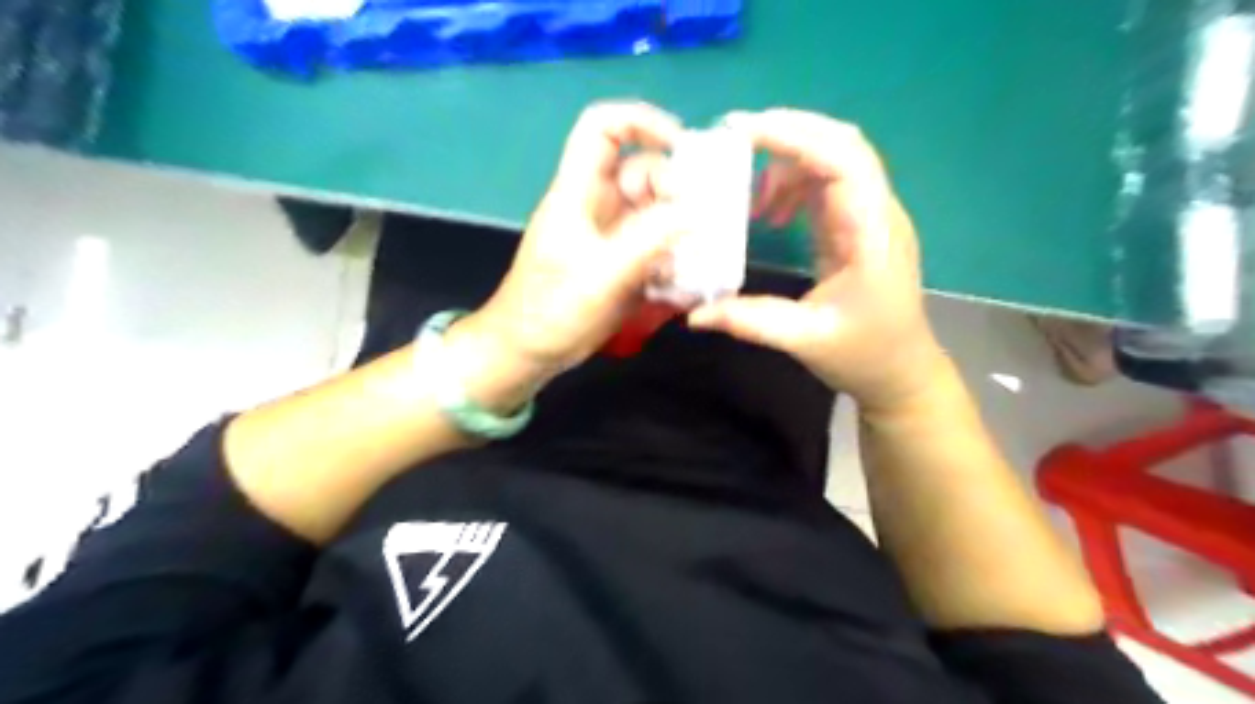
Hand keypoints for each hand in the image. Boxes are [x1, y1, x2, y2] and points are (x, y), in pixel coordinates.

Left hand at [462, 99, 683, 395]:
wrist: (528, 351)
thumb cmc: (552, 309)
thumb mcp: (602, 274)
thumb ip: (648, 240)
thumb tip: (695, 213)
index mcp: (579, 192)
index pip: (603, 128)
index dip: (642, 122)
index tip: (682, 145)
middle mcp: (597, 205)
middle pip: (644, 173)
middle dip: (677, 191)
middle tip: (706, 221)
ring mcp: (609, 235)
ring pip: (654, 212)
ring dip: (681, 228)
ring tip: (705, 254)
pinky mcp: (618, 262)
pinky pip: (654, 245)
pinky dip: (674, 256)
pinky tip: (689, 278)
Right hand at [690, 110, 945, 411]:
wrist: (901, 372)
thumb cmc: (865, 356)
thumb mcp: (805, 341)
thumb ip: (750, 321)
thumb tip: (694, 315)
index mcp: (872, 233)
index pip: (843, 159)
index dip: (794, 136)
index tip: (740, 131)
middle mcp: (875, 213)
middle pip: (841, 144)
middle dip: (787, 132)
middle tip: (732, 138)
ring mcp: (867, 217)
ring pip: (832, 159)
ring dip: (786, 162)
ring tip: (747, 194)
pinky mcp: (854, 227)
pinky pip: (824, 185)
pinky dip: (791, 185)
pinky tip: (768, 213)